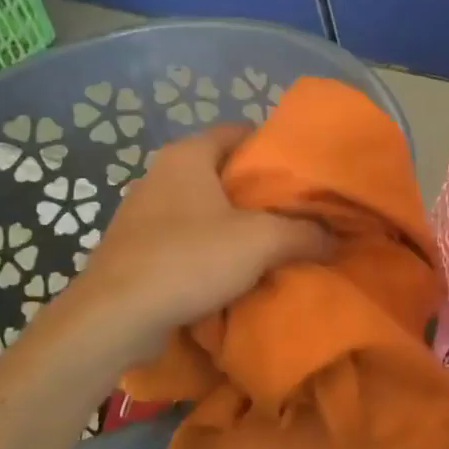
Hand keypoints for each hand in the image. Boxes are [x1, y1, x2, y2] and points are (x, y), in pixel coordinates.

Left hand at [61, 125, 330, 359]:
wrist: (116, 316)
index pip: (238, 132)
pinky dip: (208, 249)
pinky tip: (231, 273)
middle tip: (294, 213)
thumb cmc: (190, 260)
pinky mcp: (133, 248)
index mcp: (187, 155)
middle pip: (221, 171)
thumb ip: (304, 234)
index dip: (272, 148)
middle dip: (256, 192)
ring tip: (269, 245)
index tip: (301, 173)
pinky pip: (182, 237)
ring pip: (202, 207)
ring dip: (232, 223)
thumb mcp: (262, 242)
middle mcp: (160, 174)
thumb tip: (333, 239)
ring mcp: (141, 212)